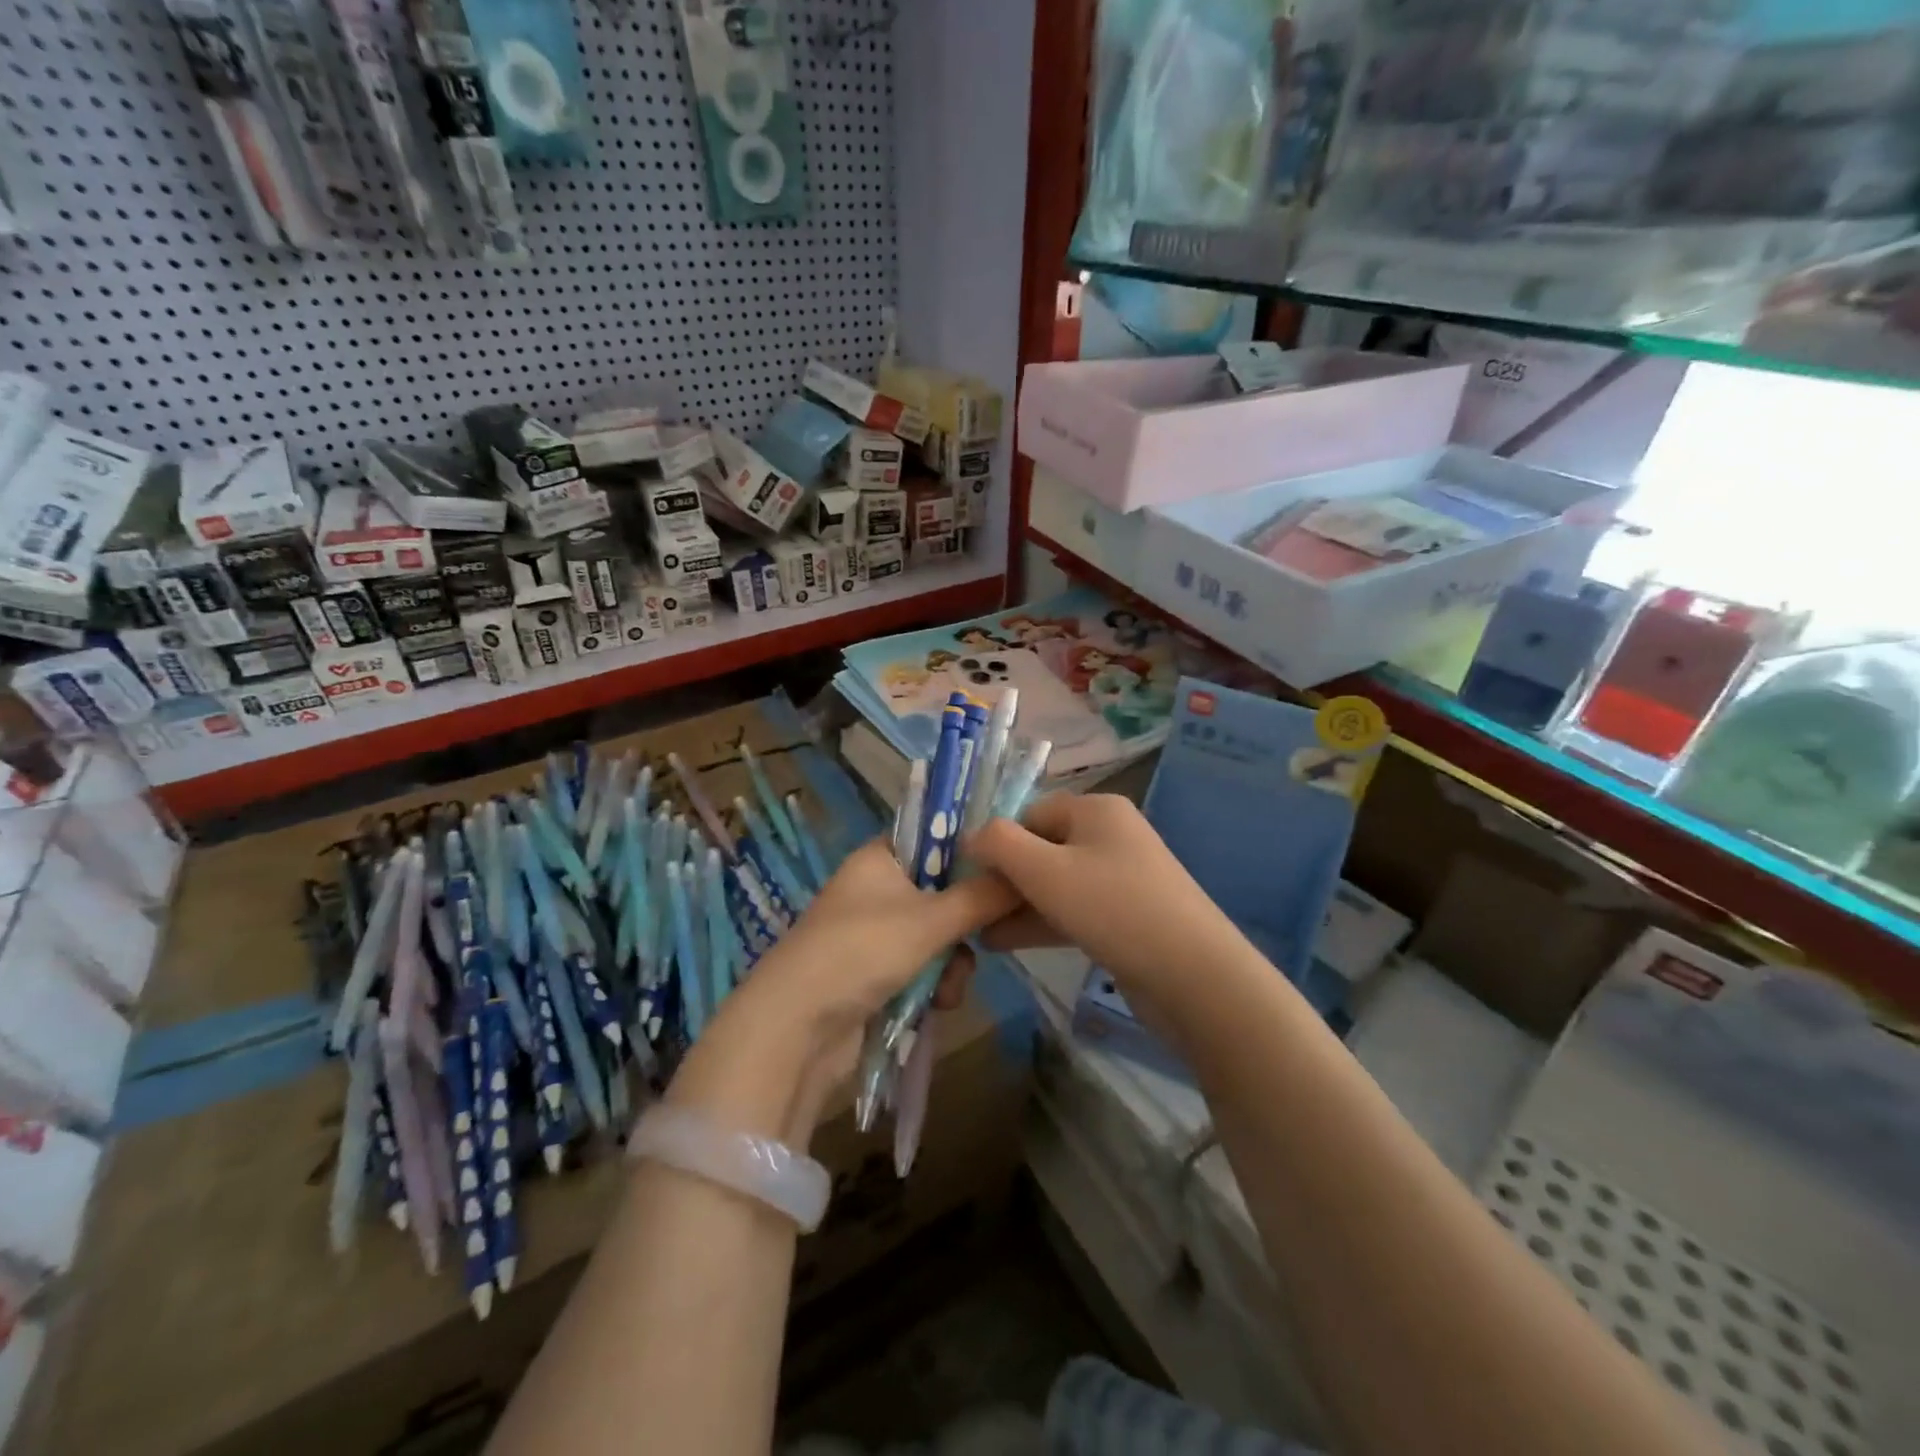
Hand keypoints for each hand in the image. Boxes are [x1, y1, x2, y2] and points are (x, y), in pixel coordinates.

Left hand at [749, 837, 1017, 1040]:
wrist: (797, 1028)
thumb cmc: (862, 950)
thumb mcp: (930, 919)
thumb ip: (982, 896)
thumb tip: (1026, 872)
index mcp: (880, 858)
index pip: (932, 836)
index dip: (969, 849)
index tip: (1006, 866)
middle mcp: (876, 890)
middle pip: (942, 891)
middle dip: (965, 922)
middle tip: (985, 935)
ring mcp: (874, 935)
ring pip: (938, 936)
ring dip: (953, 962)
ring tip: (949, 986)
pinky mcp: (875, 976)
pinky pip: (922, 969)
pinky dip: (934, 985)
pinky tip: (938, 1004)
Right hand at [967, 794, 1240, 1013]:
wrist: (1194, 976)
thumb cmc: (1113, 908)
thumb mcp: (1045, 871)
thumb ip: (999, 845)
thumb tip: (970, 836)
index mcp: (1096, 810)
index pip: (1030, 813)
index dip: (998, 843)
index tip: (969, 879)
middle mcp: (1110, 835)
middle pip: (1042, 848)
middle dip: (1004, 879)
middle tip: (970, 911)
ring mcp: (1122, 877)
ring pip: (1056, 883)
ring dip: (1017, 905)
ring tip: (979, 933)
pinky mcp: (1126, 916)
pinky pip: (1074, 909)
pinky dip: (1042, 921)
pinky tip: (1006, 944)